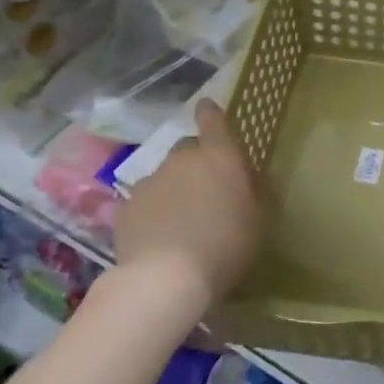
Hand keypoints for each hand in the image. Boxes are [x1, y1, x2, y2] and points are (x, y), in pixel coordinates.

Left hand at [113, 100, 264, 303]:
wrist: (165, 278)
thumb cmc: (226, 244)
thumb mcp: (258, 219)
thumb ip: (256, 191)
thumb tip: (252, 176)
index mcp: (220, 158)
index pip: (213, 121)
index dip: (210, 112)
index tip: (206, 105)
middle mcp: (182, 161)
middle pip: (188, 150)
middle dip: (196, 164)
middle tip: (206, 192)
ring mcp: (149, 182)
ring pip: (164, 178)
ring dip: (173, 190)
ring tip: (180, 223)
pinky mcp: (125, 208)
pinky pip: (144, 203)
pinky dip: (152, 213)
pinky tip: (159, 239)